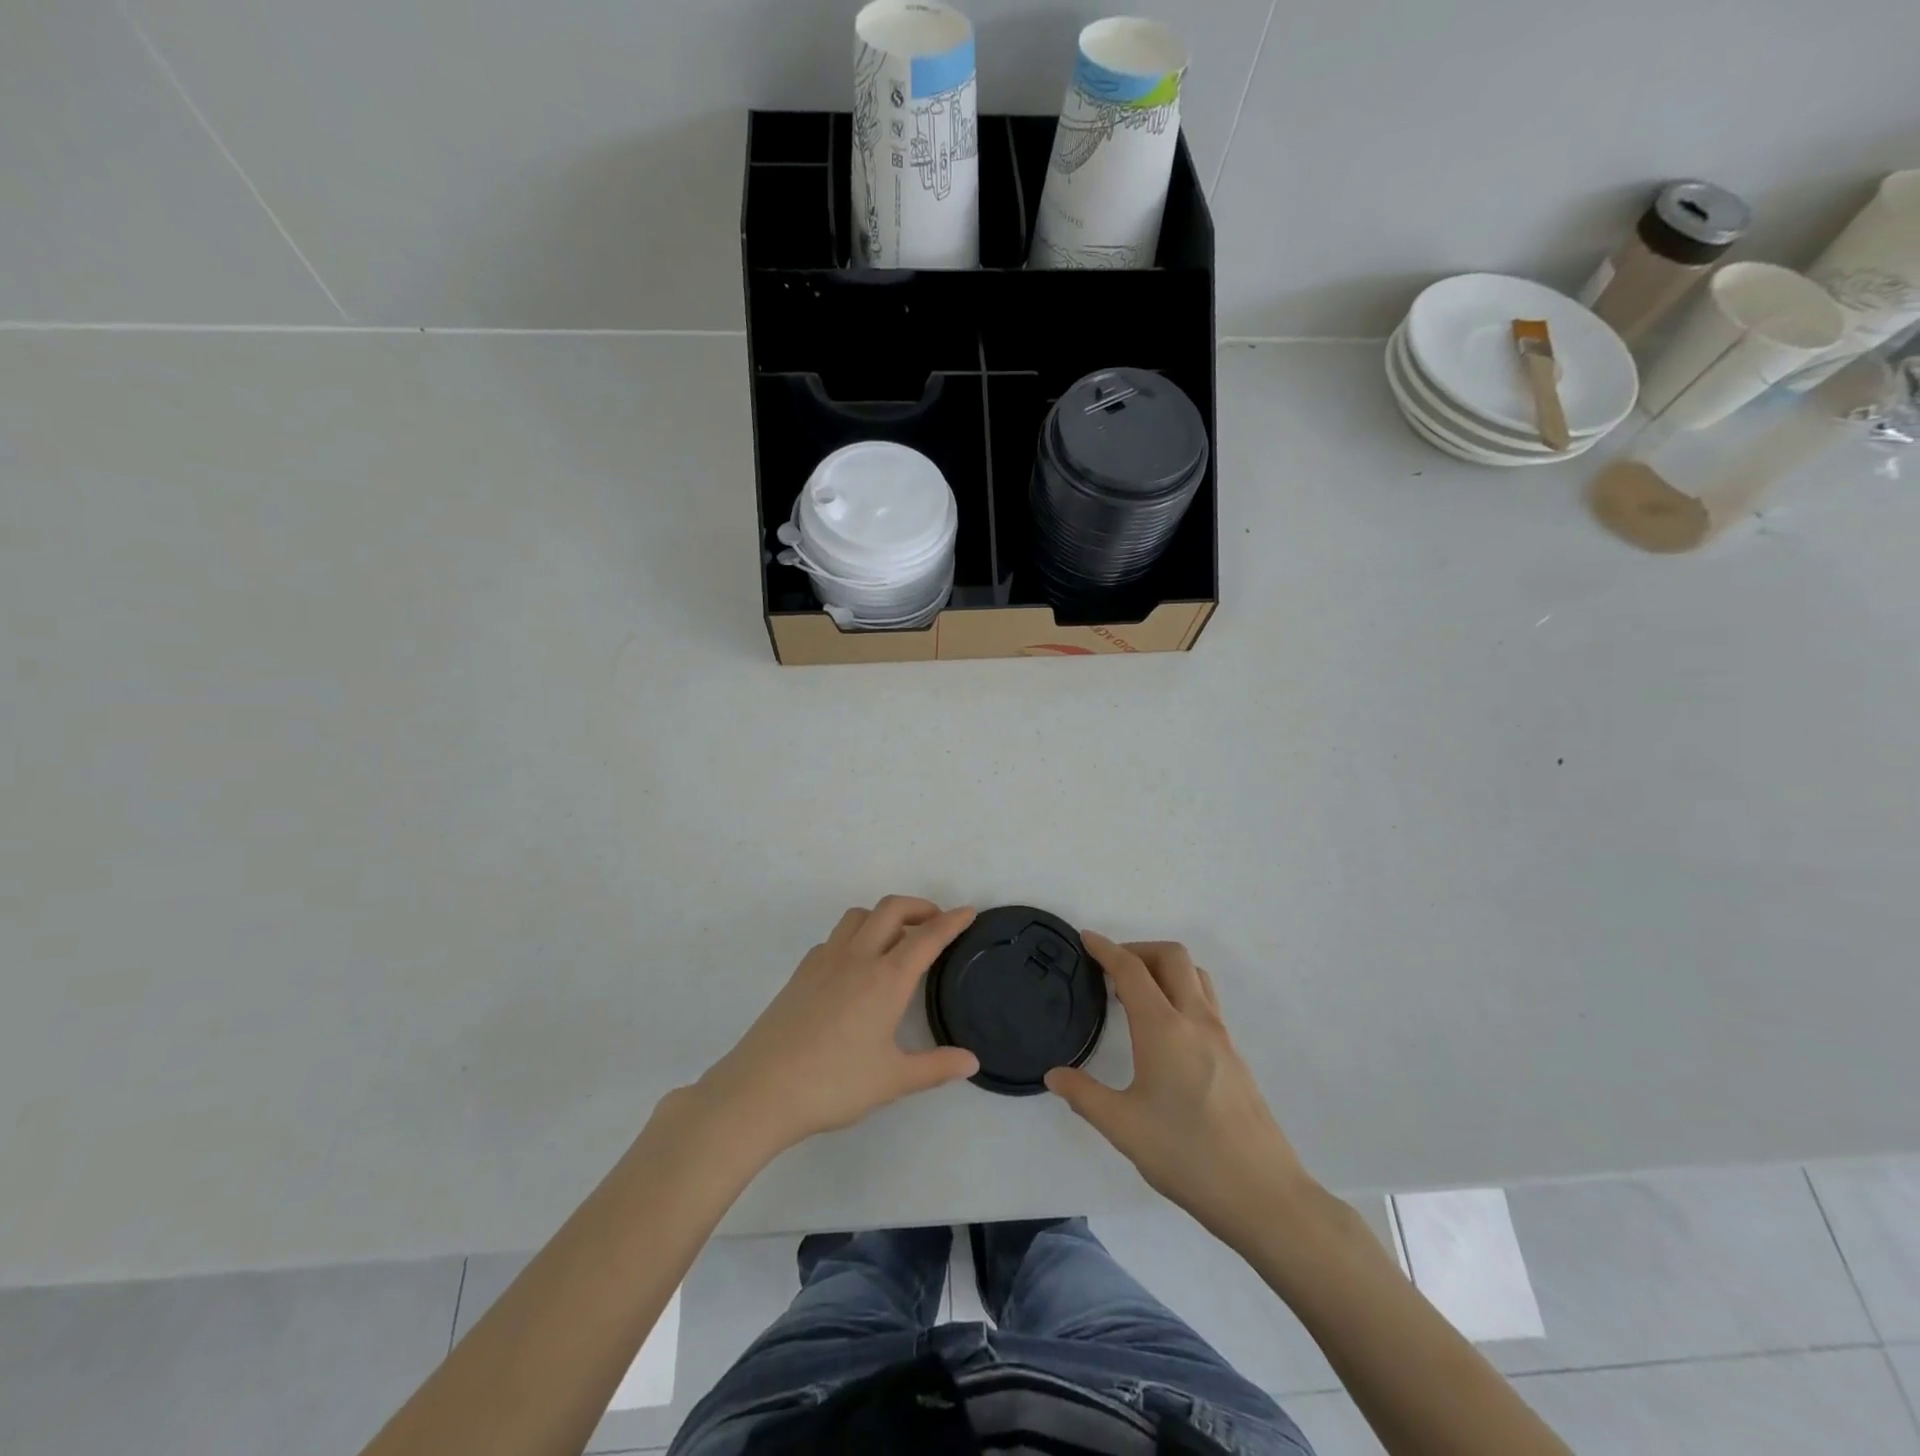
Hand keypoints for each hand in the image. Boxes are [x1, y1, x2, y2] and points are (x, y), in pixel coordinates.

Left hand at [694, 897, 979, 1157]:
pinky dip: (855, 936)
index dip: (952, 921)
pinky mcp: (801, 972)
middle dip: (919, 906)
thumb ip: (936, 1067)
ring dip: (883, 916)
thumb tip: (972, 1061)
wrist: (760, 1090)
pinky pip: (835, 938)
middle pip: (891, 909)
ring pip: (859, 916)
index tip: (969, 912)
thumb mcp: (892, 1080)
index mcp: (886, 979)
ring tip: (897, 939)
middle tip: (936, 921)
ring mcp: (824, 960)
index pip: (927, 937)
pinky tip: (856, 967)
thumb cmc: (833, 1084)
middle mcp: (857, 958)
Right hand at [1046, 935, 1315, 1241]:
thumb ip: (1084, 1095)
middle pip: (1171, 957)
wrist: (1263, 1195)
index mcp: (1164, 1028)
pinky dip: (1181, 991)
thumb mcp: (1123, 1128)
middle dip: (1139, 949)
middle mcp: (1195, 1020)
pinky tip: (1165, 1030)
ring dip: (1165, 967)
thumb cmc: (1187, 1155)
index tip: (1086, 939)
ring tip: (1138, 993)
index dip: (1106, 949)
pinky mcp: (1235, 1056)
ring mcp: (1221, 1037)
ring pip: (1195, 975)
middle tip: (1111, 969)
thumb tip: (1054, 1075)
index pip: (1132, 970)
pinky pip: (1206, 1001)